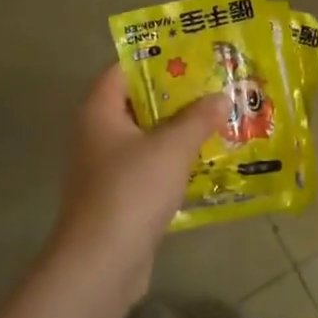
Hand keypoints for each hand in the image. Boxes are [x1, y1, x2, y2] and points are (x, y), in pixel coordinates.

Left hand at [48, 65, 225, 300]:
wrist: (101, 263)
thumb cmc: (132, 190)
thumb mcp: (172, 147)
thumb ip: (198, 118)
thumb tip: (221, 97)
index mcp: (99, 112)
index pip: (122, 70)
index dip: (155, 59)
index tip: (191, 54)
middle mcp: (96, 135)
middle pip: (136, 103)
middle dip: (174, 95)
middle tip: (212, 86)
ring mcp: (104, 169)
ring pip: (145, 138)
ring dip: (176, 131)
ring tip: (216, 120)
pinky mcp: (117, 199)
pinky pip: (148, 168)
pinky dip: (172, 162)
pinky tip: (203, 162)